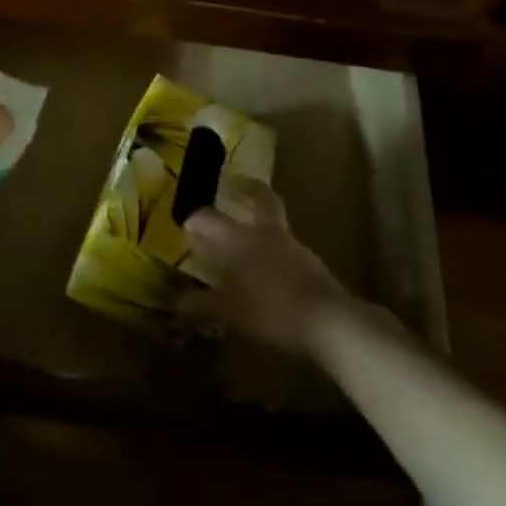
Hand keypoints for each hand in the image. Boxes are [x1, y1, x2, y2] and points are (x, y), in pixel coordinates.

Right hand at [177, 178, 353, 354]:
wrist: (328, 321)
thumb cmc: (270, 310)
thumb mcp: (229, 313)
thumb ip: (202, 305)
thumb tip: (178, 305)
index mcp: (237, 239)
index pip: (207, 217)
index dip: (195, 220)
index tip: (188, 226)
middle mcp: (264, 233)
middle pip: (259, 198)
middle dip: (248, 189)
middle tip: (237, 184)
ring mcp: (292, 245)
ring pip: (275, 222)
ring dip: (262, 222)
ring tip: (249, 240)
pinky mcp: (312, 263)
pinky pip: (288, 248)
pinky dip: (276, 251)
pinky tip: (271, 271)